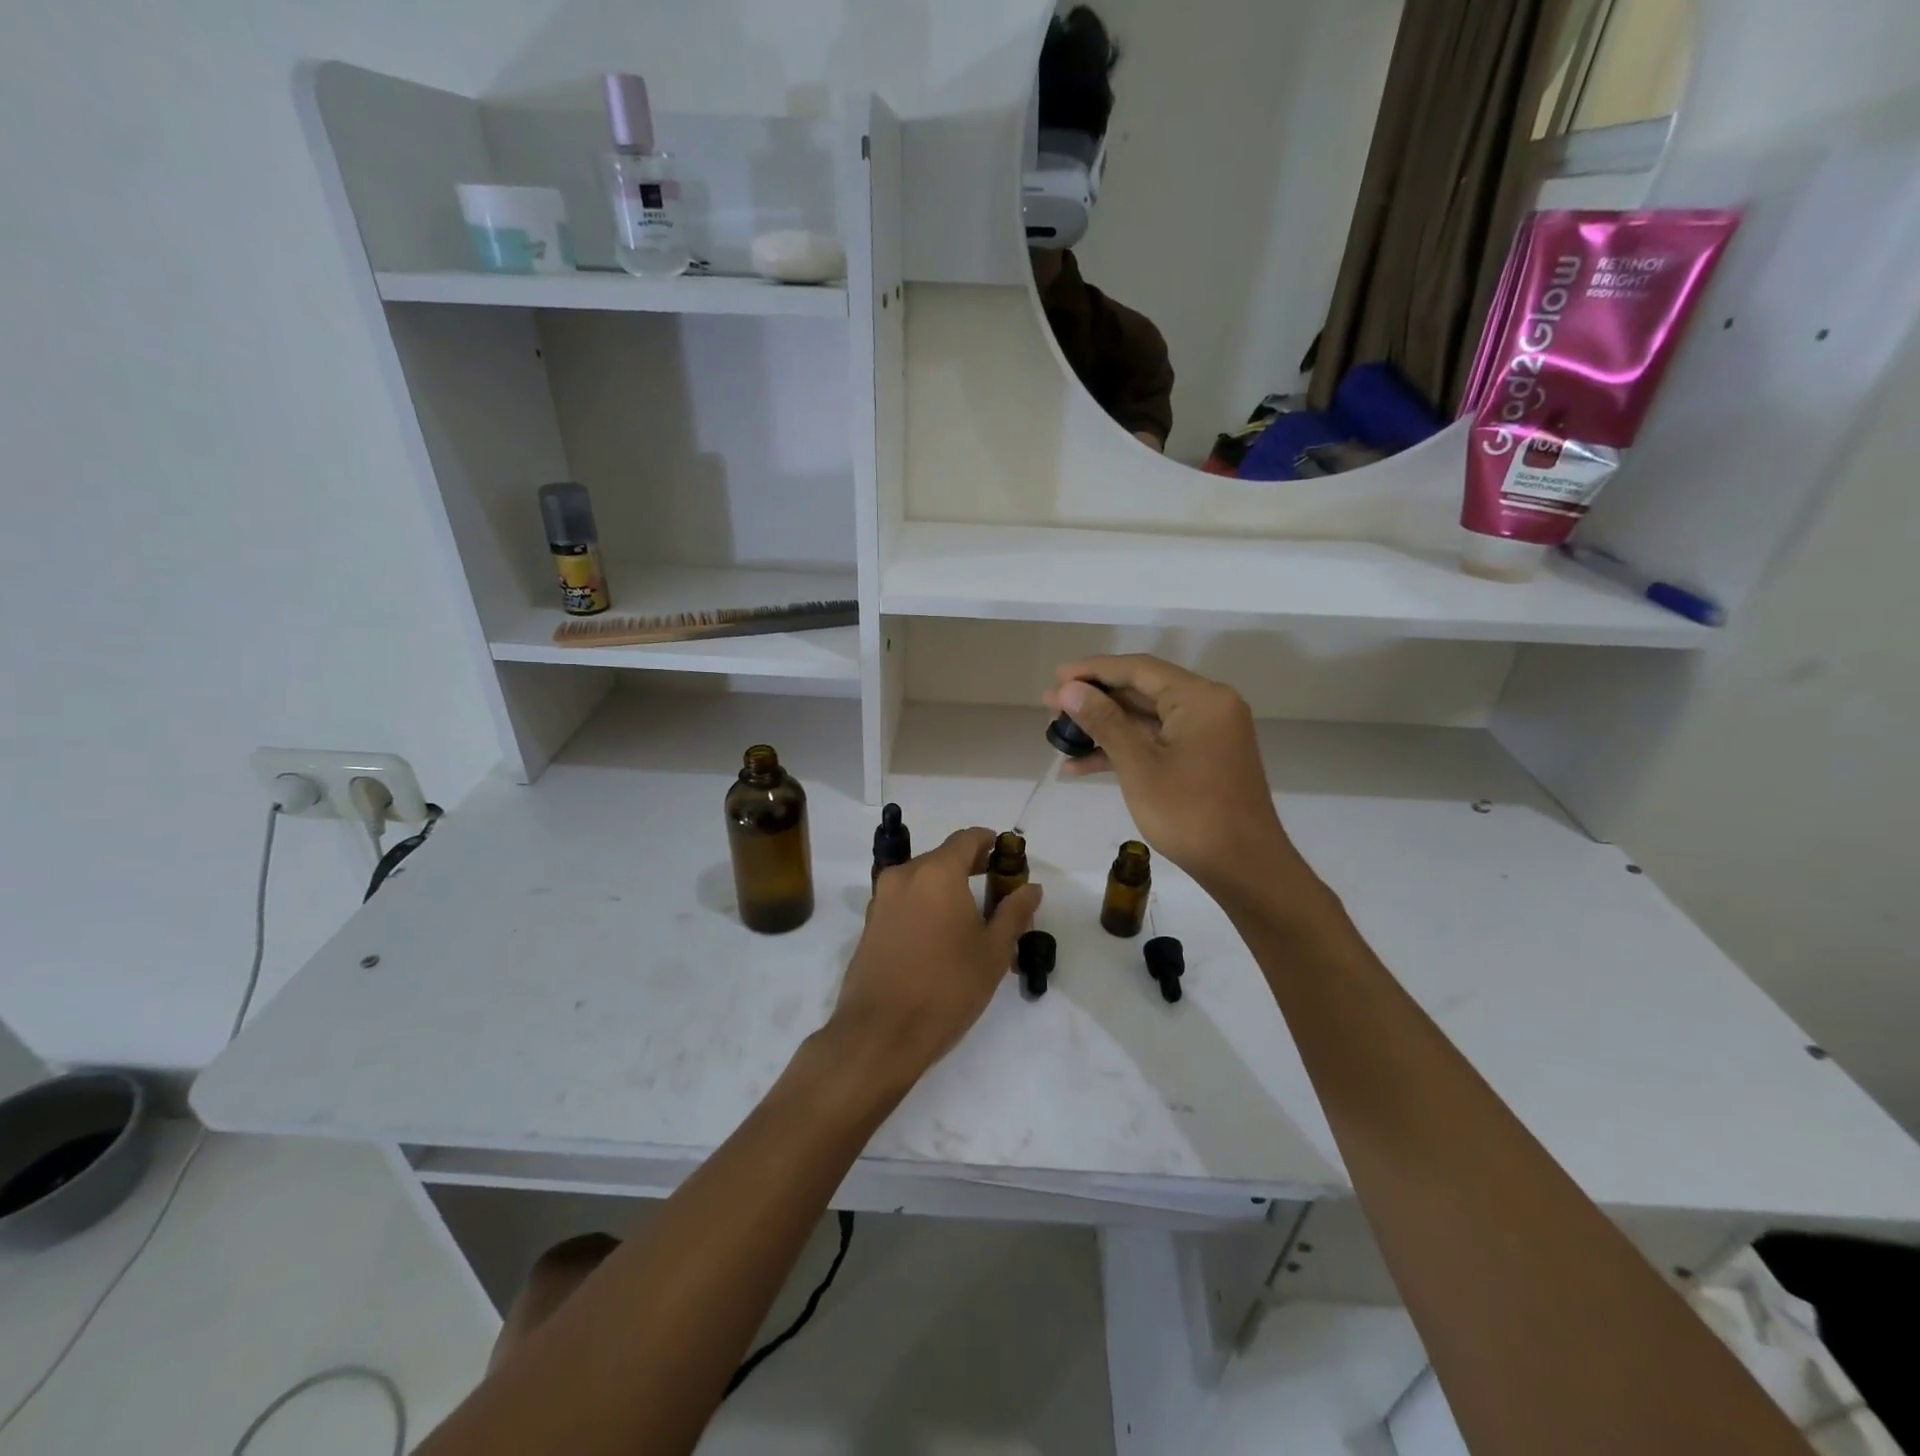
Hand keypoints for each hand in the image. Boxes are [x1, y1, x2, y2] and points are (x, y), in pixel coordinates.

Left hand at [827, 828, 1042, 1086]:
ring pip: (922, 879)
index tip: (1007, 858)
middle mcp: (905, 875)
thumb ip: (1014, 912)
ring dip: (947, 888)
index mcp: (937, 872)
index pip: (967, 838)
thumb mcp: (993, 952)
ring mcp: (882, 898)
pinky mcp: (870, 922)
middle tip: (997, 892)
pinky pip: (905, 900)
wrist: (881, 1033)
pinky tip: (941, 936)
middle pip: (943, 857)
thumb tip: (1031, 887)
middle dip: (971, 868)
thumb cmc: (947, 987)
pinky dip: (926, 905)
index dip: (990, 843)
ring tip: (972, 919)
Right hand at [1045, 656, 1301, 899]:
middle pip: (1142, 690)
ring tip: (1059, 733)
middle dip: (1095, 699)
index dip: (1093, 670)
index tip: (1056, 676)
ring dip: (1104, 726)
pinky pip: (1157, 741)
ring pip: (1146, 718)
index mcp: (1200, 697)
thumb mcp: (1139, 765)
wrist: (1243, 867)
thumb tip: (1068, 689)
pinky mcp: (1202, 758)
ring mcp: (1206, 733)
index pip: (1138, 669)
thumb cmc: (1189, 813)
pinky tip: (1081, 765)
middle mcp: (1208, 706)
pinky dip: (1124, 749)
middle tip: (1051, 704)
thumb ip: (1103, 721)